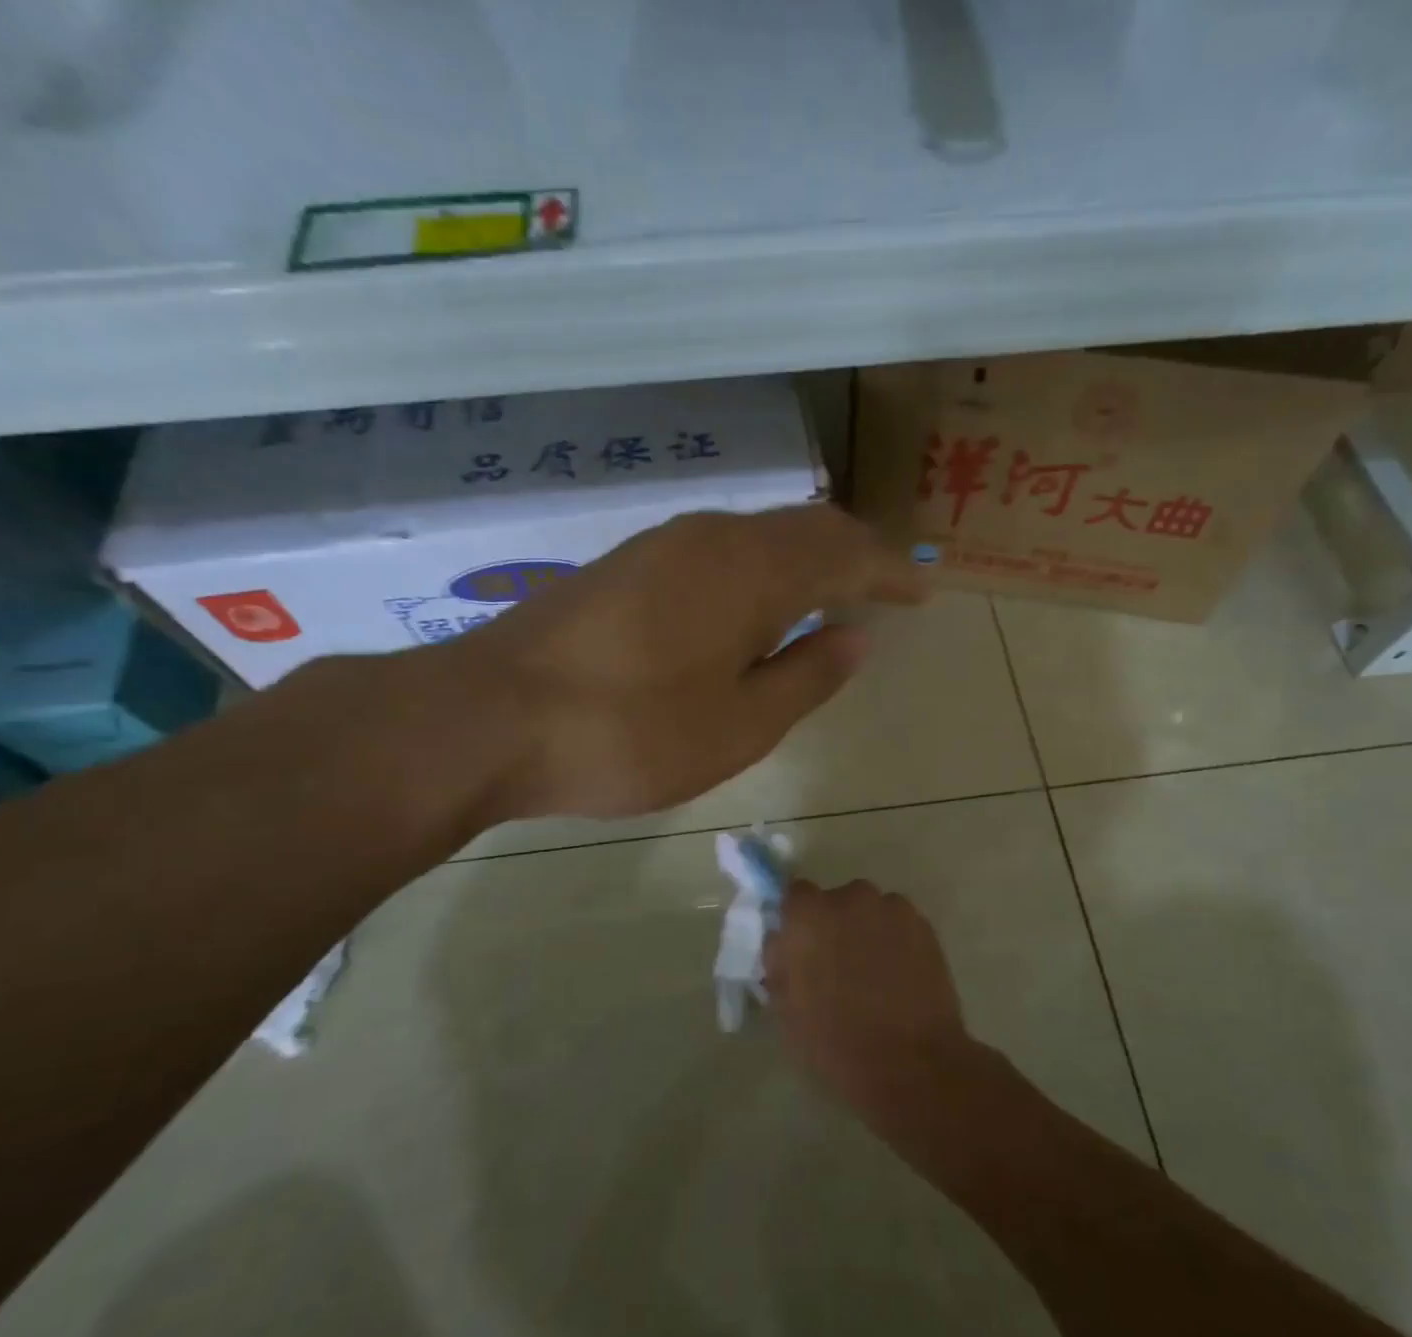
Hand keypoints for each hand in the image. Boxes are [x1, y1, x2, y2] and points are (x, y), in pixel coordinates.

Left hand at [427, 506, 925, 823]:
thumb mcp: (738, 726)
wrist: (487, 718)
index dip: (890, 571)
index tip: (924, 590)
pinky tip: (755, 604)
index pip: (844, 553)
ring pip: (758, 535)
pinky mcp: (625, 566)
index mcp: (751, 570)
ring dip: (804, 558)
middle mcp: (711, 538)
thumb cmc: (628, 733)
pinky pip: (718, 550)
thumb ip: (805, 678)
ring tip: (832, 593)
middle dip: (853, 554)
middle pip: (803, 528)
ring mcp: (660, 546)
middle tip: (886, 586)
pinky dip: (759, 568)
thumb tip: (855, 639)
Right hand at [765, 879, 982, 1126]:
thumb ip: (780, 964)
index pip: (795, 895)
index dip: (798, 920)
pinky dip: (896, 940)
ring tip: (874, 973)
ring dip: (867, 930)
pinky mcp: (924, 925)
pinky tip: (900, 975)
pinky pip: (899, 923)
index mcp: (808, 916)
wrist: (910, 1064)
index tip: (800, 946)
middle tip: (837, 964)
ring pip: (871, 911)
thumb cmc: (835, 1042)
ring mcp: (891, 909)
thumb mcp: (786, 1009)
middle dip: (835, 925)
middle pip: (836, 900)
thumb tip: (783, 944)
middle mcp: (849, 899)